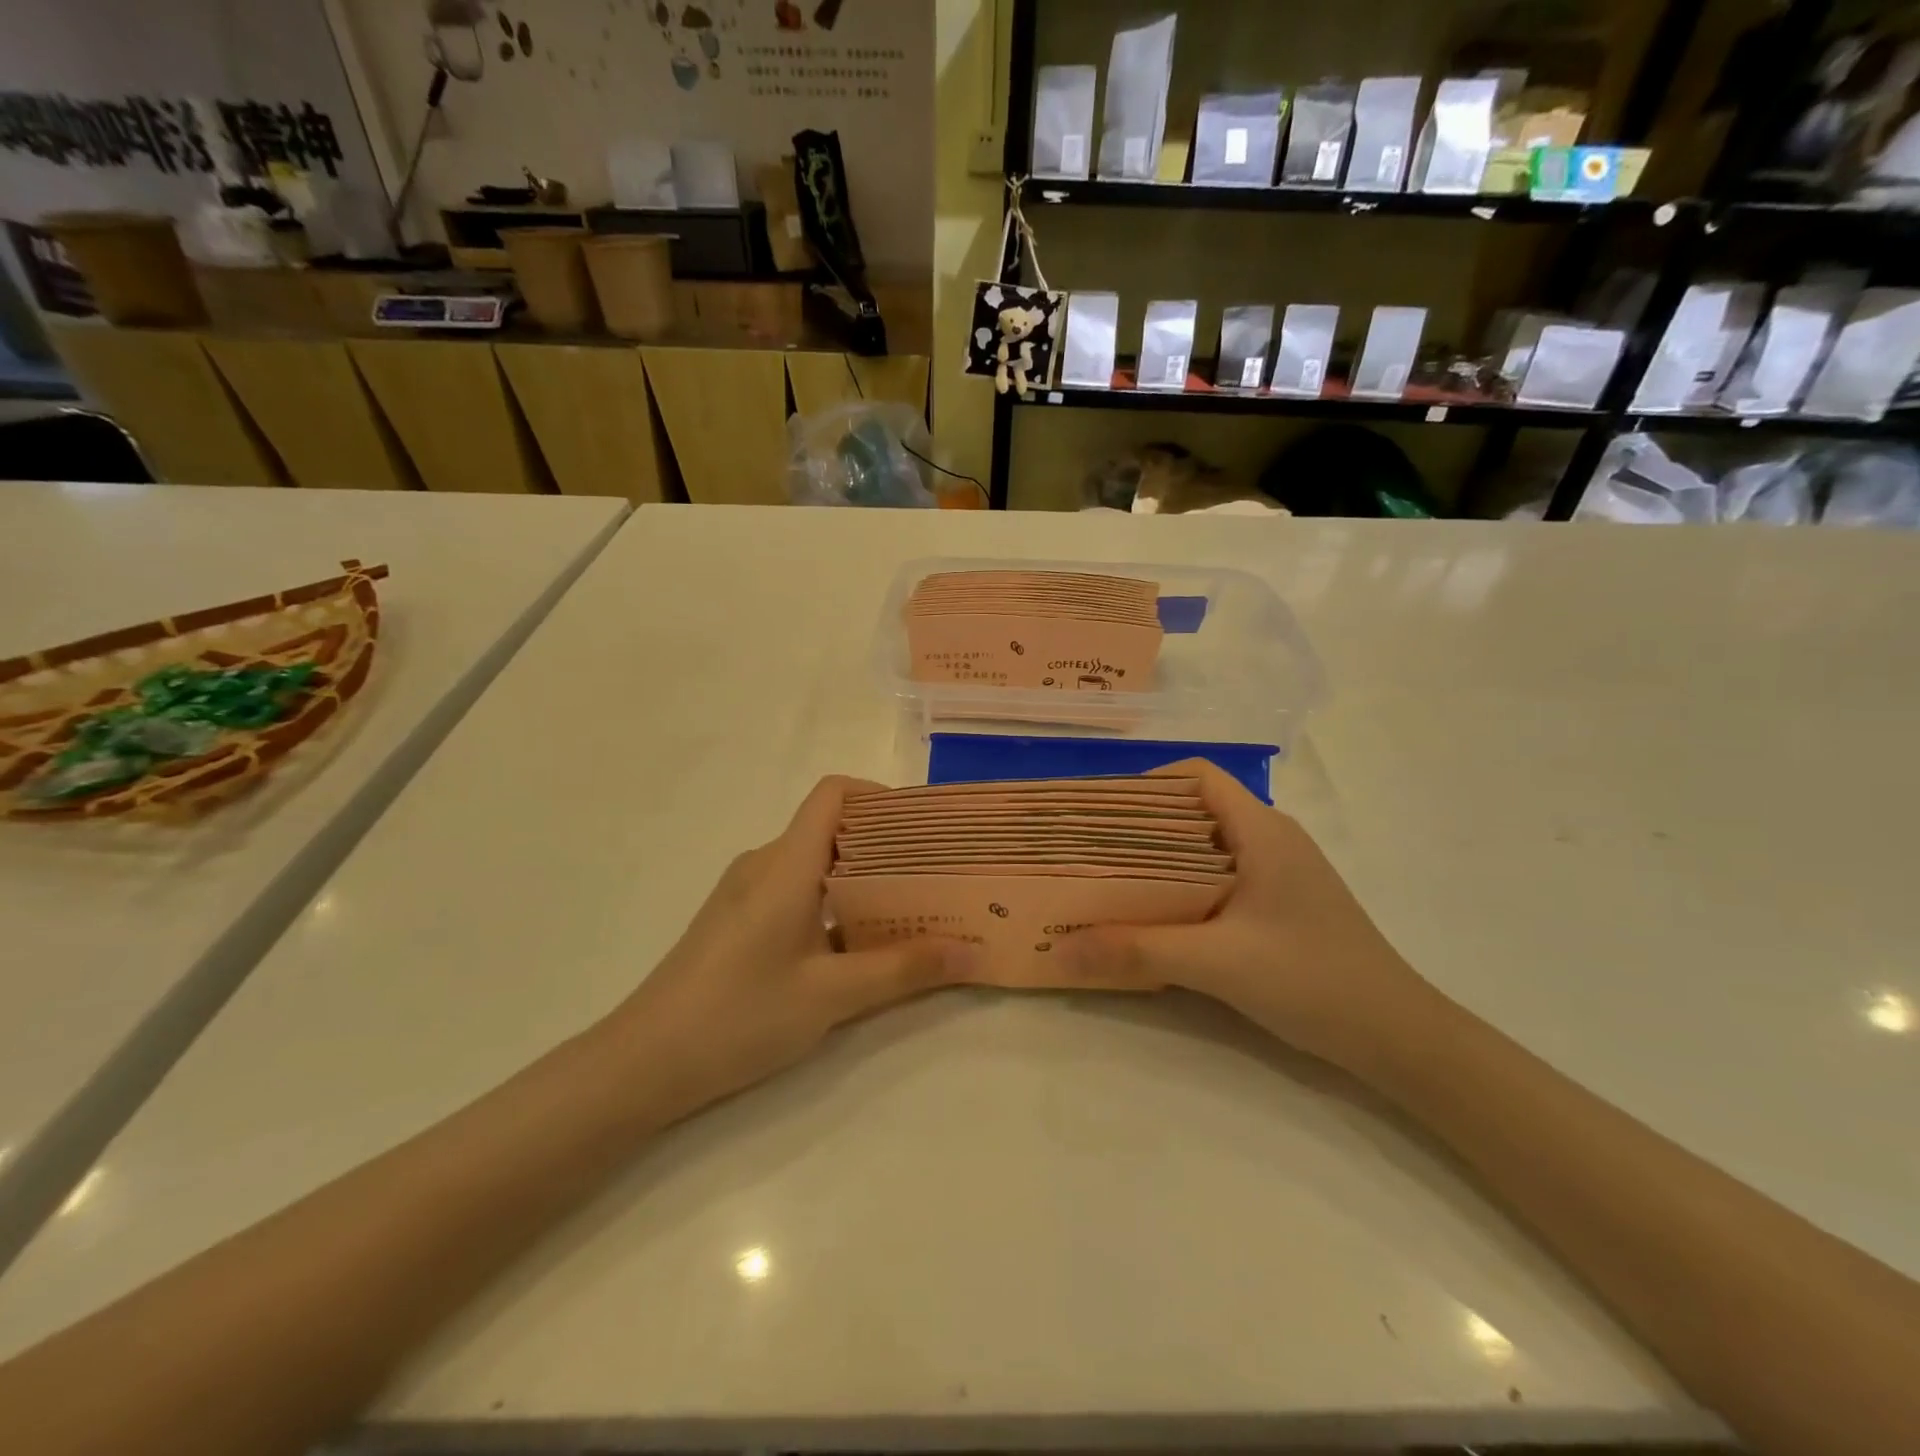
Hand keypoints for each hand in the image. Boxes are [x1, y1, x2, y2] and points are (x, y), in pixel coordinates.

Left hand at [601, 776, 976, 1120]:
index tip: (924, 828)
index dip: (880, 797)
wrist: (642, 1063)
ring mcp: (746, 892)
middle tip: (935, 876)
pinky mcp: (737, 920)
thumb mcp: (831, 995)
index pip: (834, 794)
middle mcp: (764, 864)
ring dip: (862, 879)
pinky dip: (833, 903)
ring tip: (908, 911)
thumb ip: (903, 970)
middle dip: (886, 846)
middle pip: (831, 828)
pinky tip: (856, 945)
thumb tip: (971, 951)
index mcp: (786, 863)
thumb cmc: (739, 1016)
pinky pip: (795, 890)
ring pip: (814, 864)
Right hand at [1059, 760, 1433, 1071]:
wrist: (1398, 1037)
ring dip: (1160, 860)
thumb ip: (1137, 951)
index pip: (1196, 776)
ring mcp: (1280, 871)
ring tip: (1112, 883)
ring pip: (1206, 846)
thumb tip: (1063, 947)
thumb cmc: (1312, 980)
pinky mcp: (1281, 902)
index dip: (1146, 785)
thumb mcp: (1217, 963)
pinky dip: (1183, 886)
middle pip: (1195, 810)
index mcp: (1262, 830)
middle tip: (1091, 853)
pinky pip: (1220, 876)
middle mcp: (1271, 838)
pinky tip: (1158, 917)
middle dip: (1140, 826)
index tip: (1101, 816)